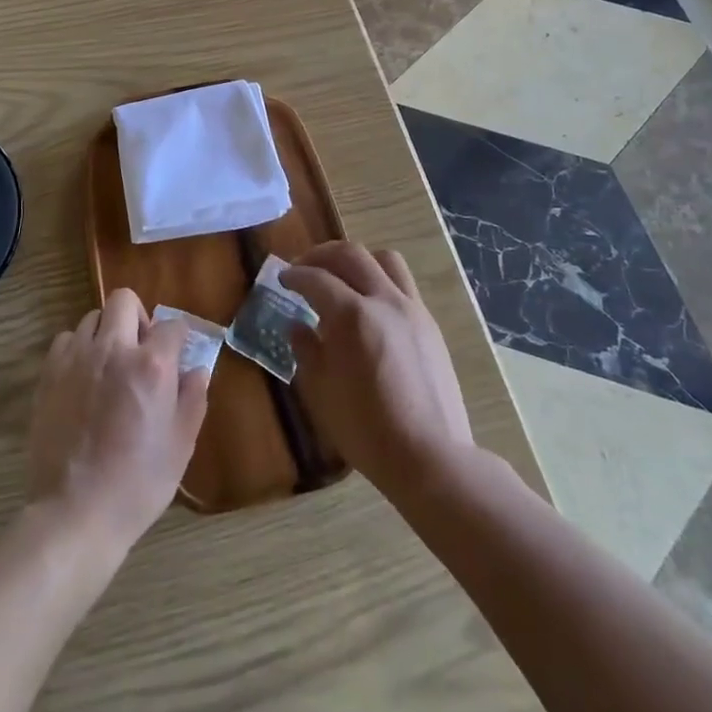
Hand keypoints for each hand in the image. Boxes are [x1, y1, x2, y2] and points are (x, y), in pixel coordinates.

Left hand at [27, 289, 208, 551]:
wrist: (76, 513)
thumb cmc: (138, 483)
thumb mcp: (181, 445)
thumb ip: (193, 399)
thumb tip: (196, 370)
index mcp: (152, 365)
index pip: (172, 325)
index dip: (179, 337)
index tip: (178, 353)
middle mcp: (114, 349)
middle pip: (124, 300)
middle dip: (138, 317)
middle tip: (141, 350)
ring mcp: (77, 358)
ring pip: (92, 317)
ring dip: (106, 332)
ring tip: (109, 365)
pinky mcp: (49, 373)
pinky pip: (66, 340)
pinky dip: (78, 349)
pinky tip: (83, 377)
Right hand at [281, 242, 475, 496]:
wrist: (429, 457)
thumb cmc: (366, 429)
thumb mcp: (321, 392)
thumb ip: (307, 350)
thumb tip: (297, 326)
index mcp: (352, 315)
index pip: (316, 278)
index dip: (294, 275)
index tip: (282, 278)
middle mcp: (383, 300)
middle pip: (351, 255)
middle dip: (322, 255)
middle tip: (304, 267)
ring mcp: (411, 309)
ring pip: (384, 260)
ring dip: (357, 260)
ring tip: (341, 276)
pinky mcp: (429, 324)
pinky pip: (403, 284)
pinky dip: (380, 280)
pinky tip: (369, 306)